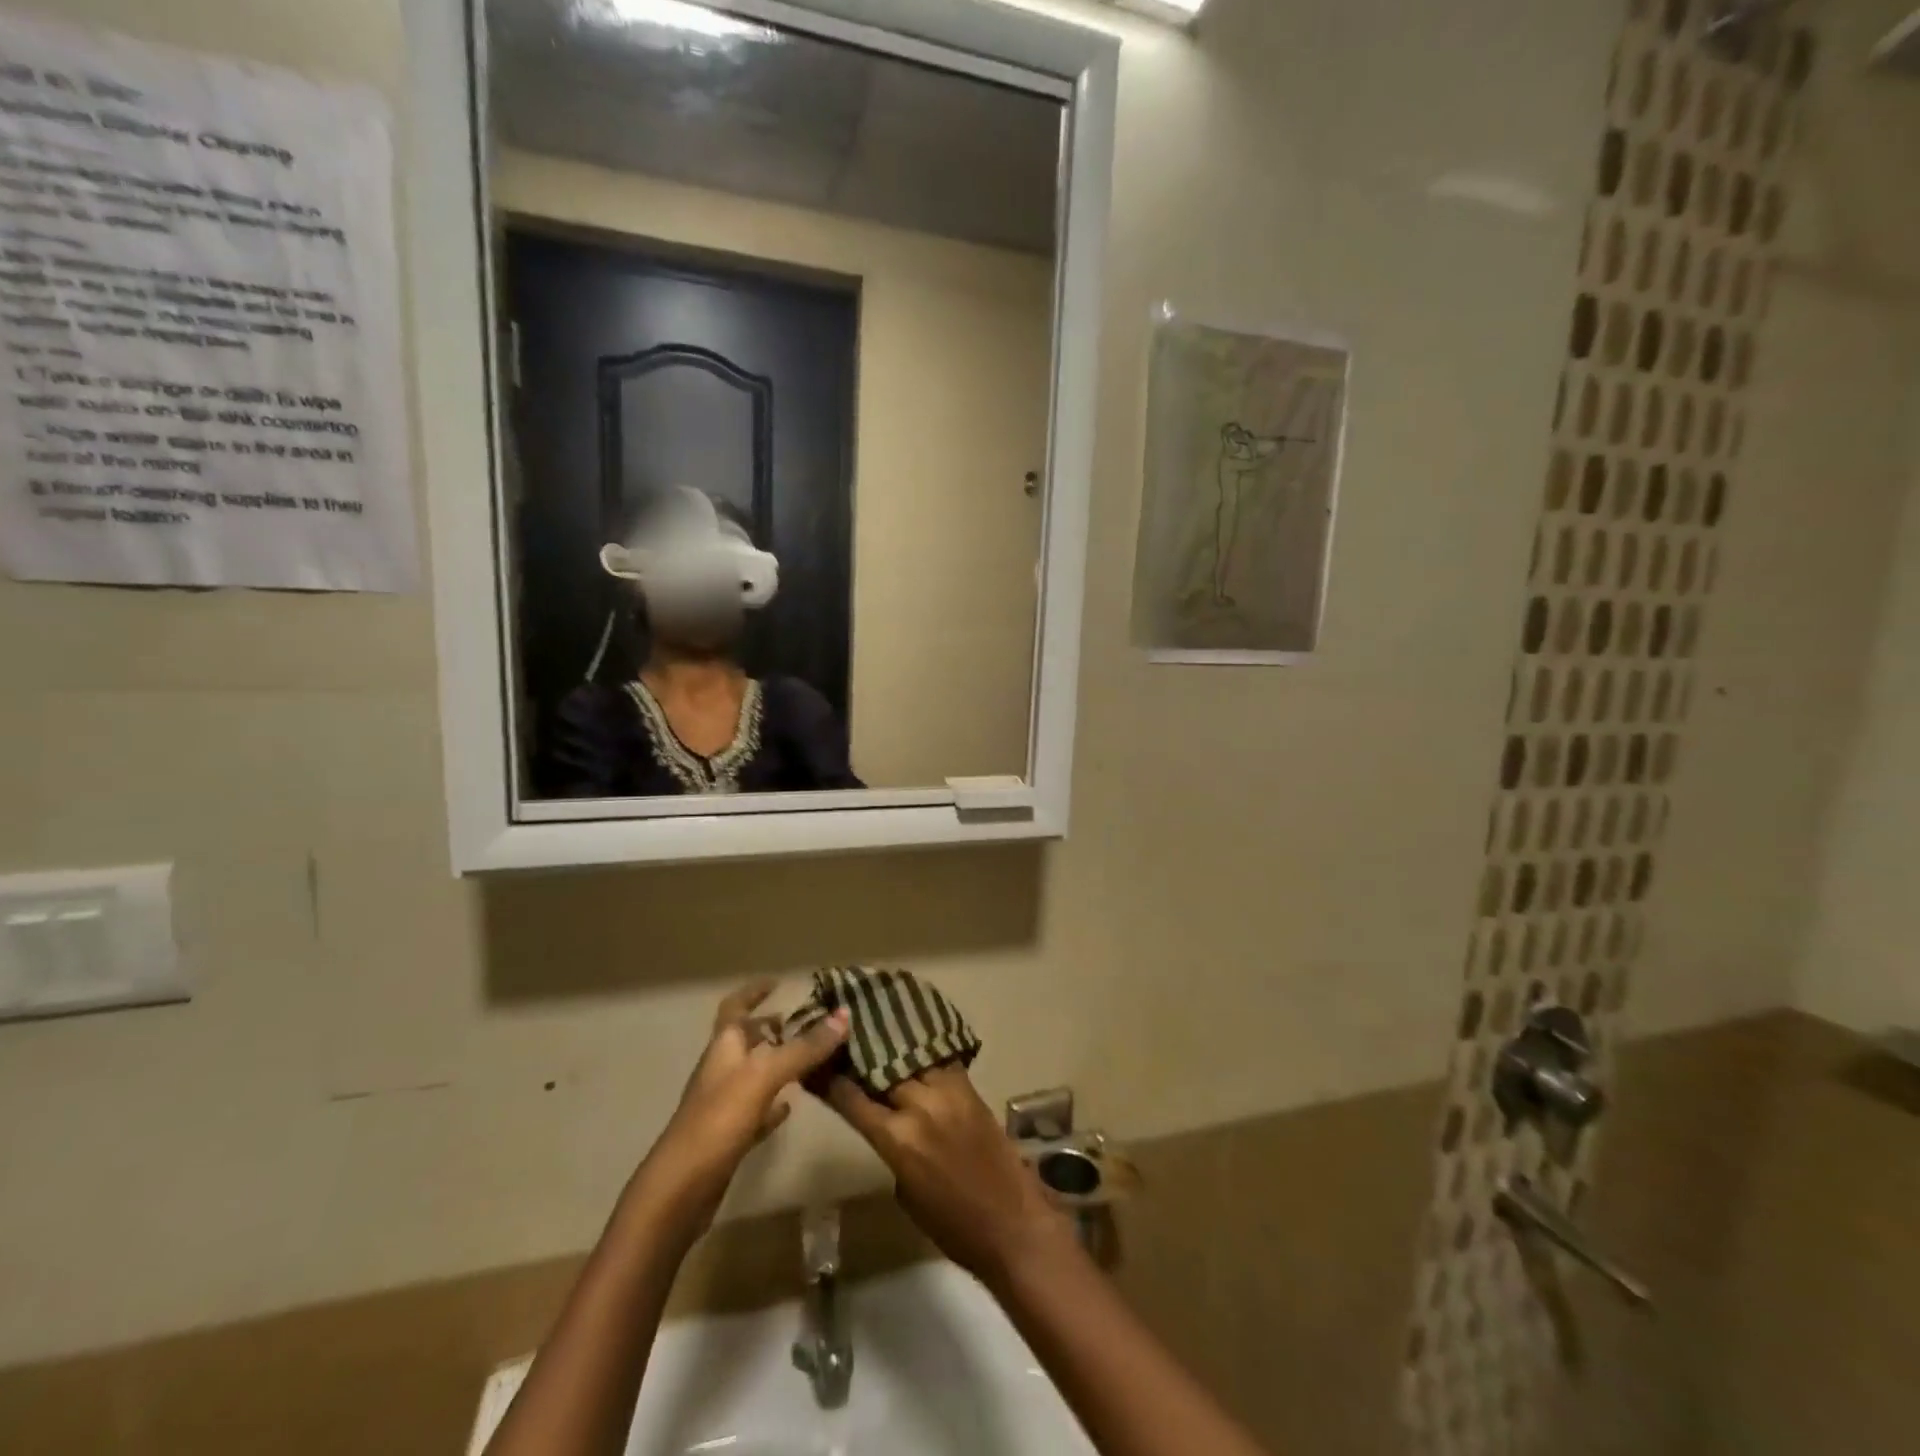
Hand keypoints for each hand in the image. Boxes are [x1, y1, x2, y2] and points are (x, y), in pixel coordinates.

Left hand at [641, 982, 848, 1230]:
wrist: (680, 1191)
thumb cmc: (718, 1121)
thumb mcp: (764, 1076)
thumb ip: (804, 1047)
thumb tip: (844, 1015)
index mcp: (724, 1047)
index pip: (736, 1007)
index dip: (754, 992)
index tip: (778, 982)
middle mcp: (722, 1069)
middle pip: (747, 1039)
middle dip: (774, 1027)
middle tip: (810, 1022)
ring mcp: (724, 1104)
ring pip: (755, 1073)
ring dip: (779, 1062)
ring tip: (812, 1057)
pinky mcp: (729, 1136)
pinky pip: (756, 1109)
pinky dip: (774, 1102)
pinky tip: (793, 1105)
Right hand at [823, 1066, 1075, 1288]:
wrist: (1011, 1223)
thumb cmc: (951, 1225)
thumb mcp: (905, 1191)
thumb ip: (889, 1148)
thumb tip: (884, 1122)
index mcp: (897, 1140)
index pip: (853, 1099)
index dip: (833, 1081)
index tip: (819, 1065)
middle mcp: (919, 1107)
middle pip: (882, 1069)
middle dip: (862, 1057)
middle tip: (846, 1042)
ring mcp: (948, 1092)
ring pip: (911, 1057)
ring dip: (893, 1048)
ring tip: (876, 1030)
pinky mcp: (970, 1088)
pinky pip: (940, 1060)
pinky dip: (924, 1053)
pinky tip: (913, 1042)